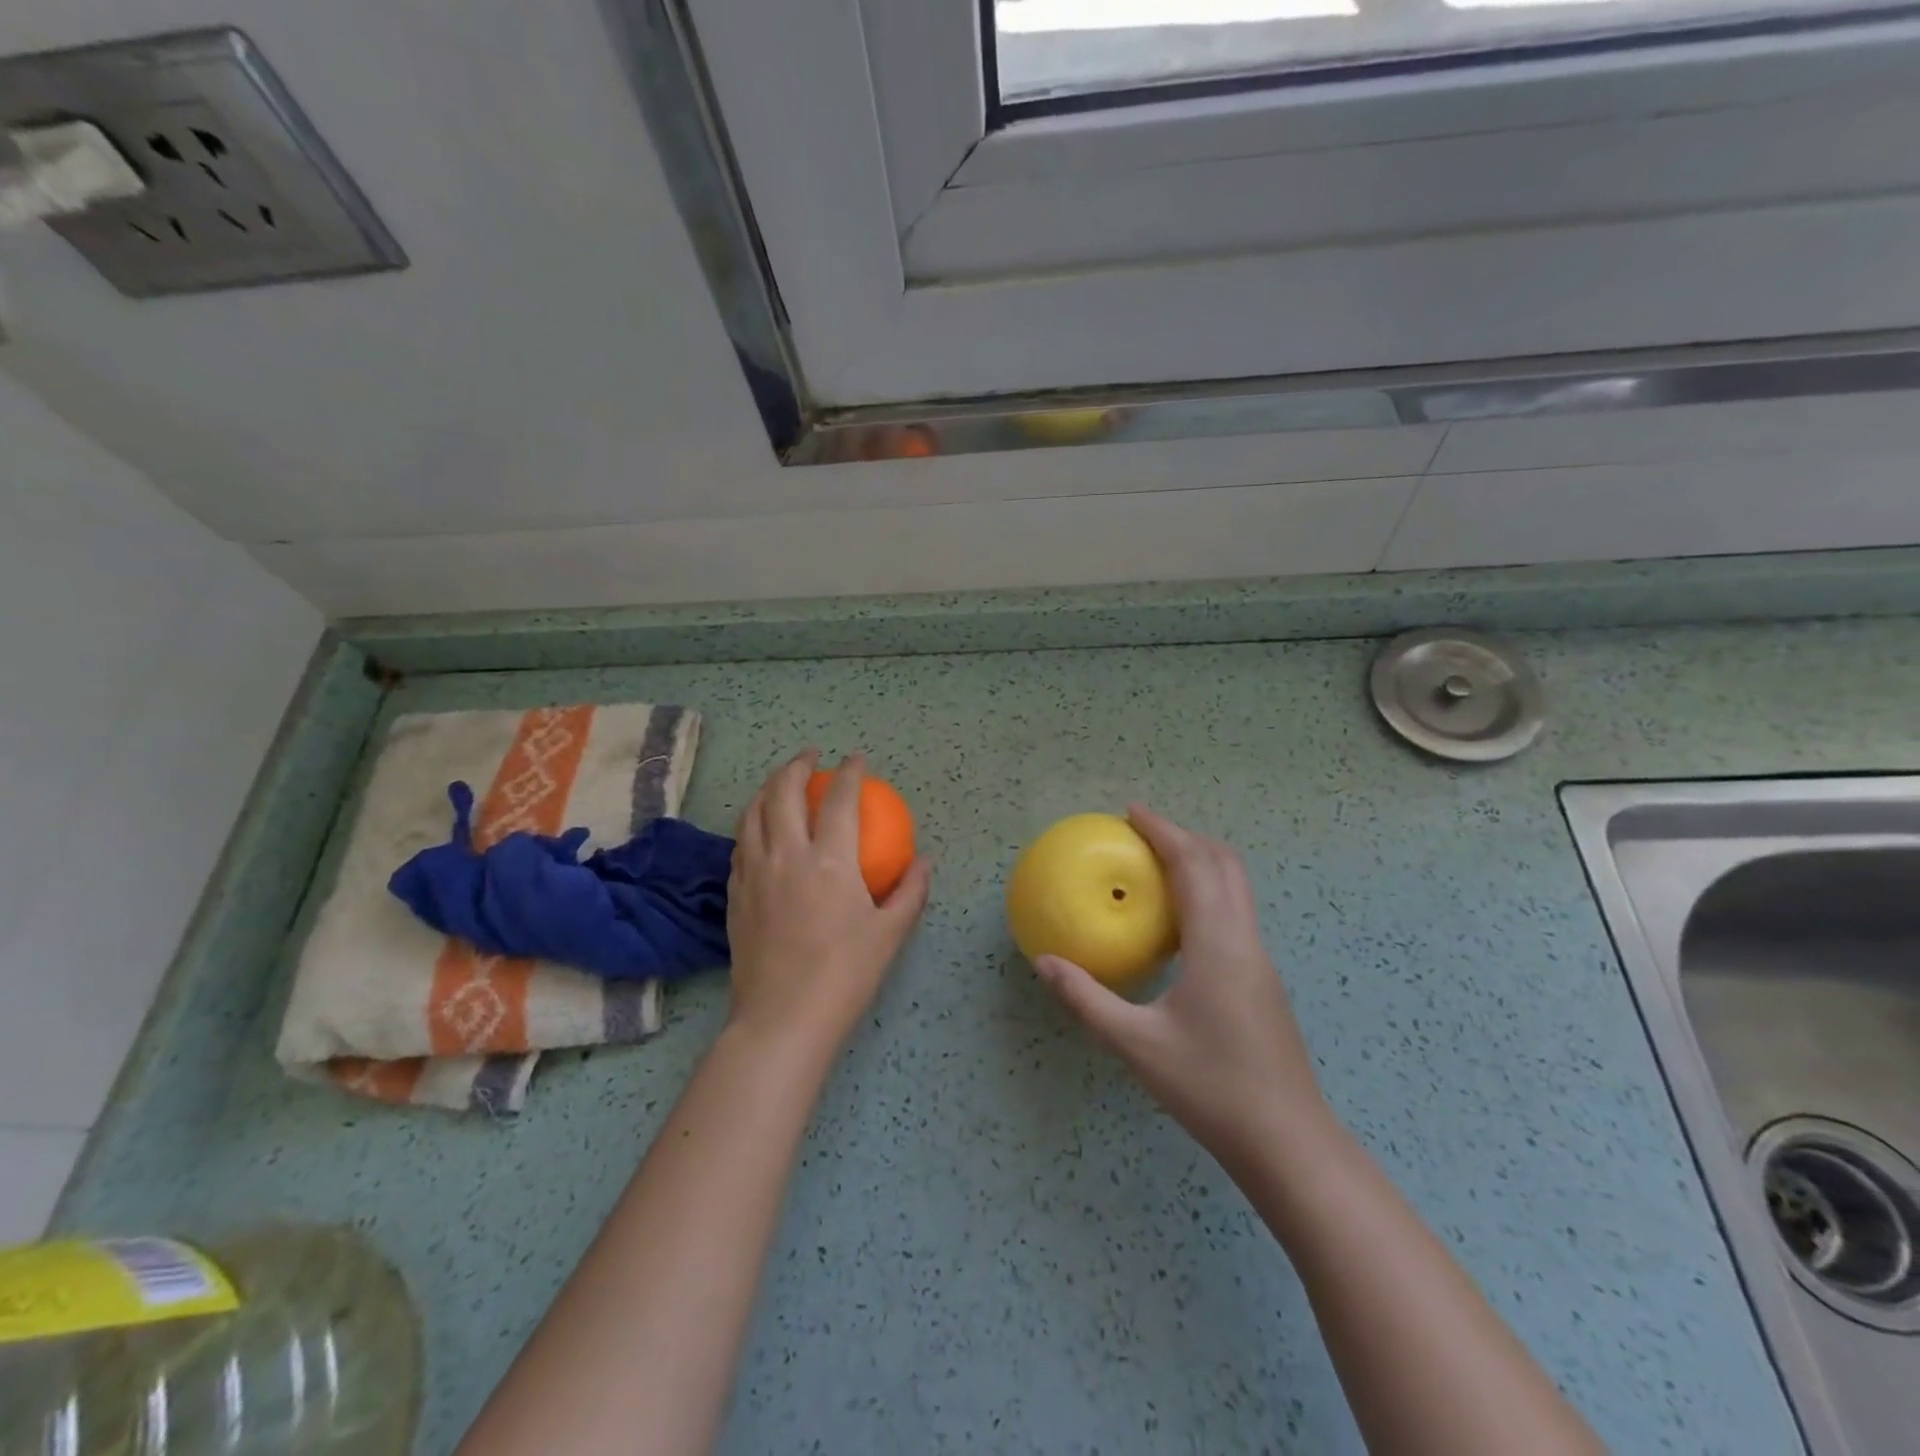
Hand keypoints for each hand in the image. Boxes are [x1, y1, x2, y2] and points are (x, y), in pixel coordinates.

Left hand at [726, 750, 932, 1056]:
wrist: (782, 1020)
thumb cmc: (844, 976)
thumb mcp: (889, 934)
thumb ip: (911, 890)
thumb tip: (925, 860)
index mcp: (830, 860)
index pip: (840, 799)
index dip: (851, 772)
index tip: (857, 759)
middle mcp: (787, 854)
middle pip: (784, 792)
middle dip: (797, 764)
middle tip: (811, 756)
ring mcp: (754, 872)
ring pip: (753, 812)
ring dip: (768, 788)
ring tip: (782, 783)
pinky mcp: (735, 893)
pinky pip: (741, 843)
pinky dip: (752, 823)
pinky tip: (762, 830)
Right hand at [1034, 806, 1335, 1169]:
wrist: (1289, 1143)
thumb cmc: (1211, 1088)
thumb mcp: (1137, 1045)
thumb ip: (1087, 999)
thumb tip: (1044, 963)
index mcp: (1217, 944)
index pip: (1193, 865)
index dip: (1164, 831)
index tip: (1132, 811)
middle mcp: (1244, 940)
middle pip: (1223, 865)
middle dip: (1184, 837)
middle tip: (1142, 833)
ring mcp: (1260, 961)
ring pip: (1235, 889)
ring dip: (1200, 863)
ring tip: (1158, 867)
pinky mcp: (1262, 981)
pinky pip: (1234, 915)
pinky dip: (1207, 894)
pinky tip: (1177, 926)